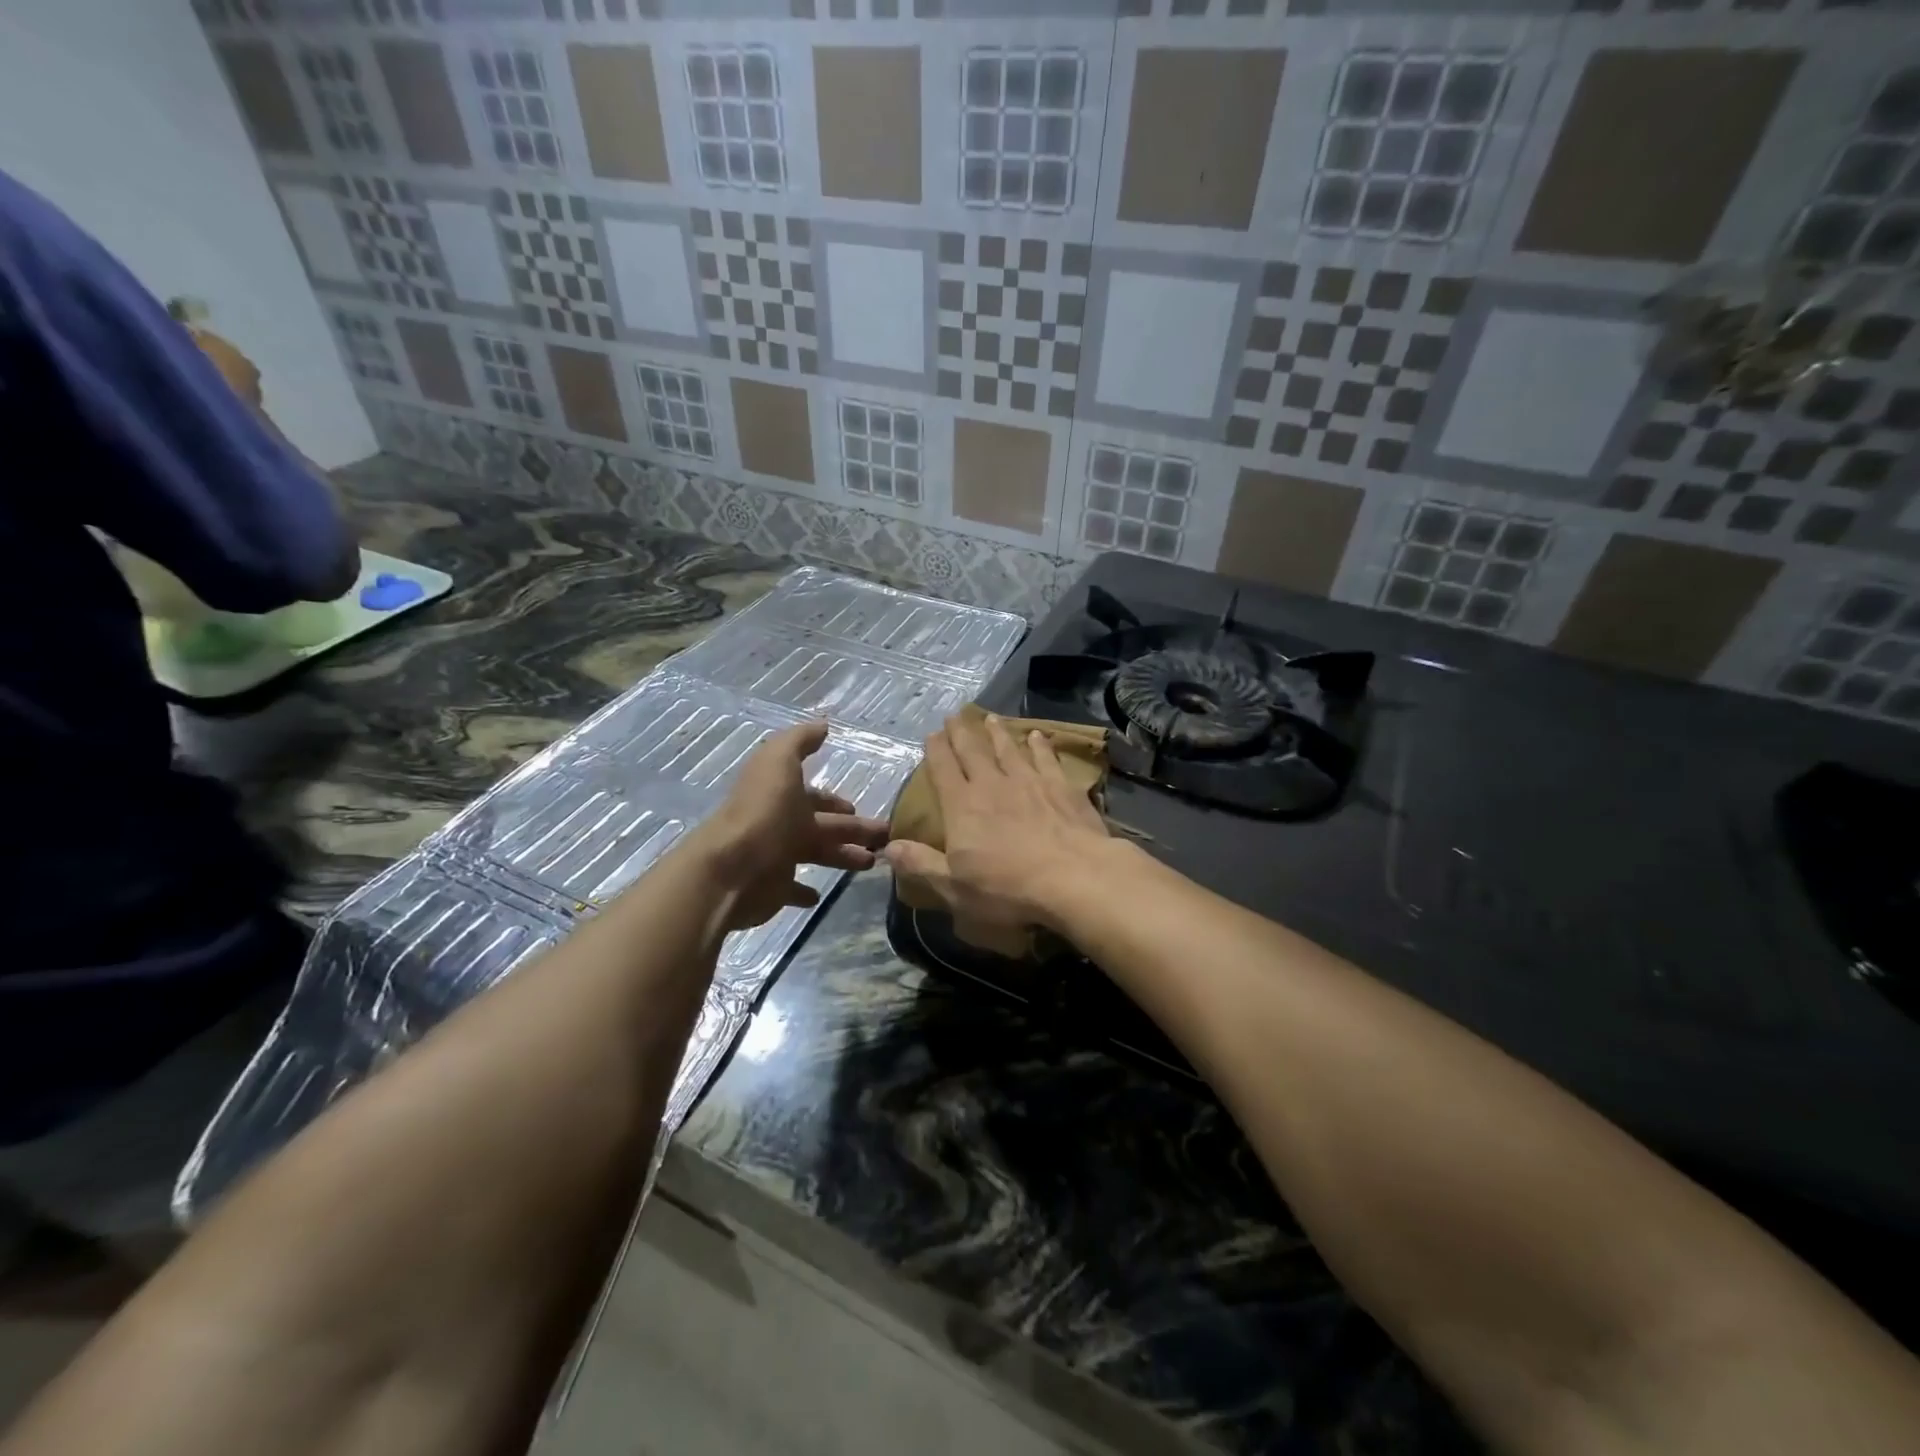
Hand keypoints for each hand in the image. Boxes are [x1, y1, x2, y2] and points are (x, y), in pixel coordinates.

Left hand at [693, 721, 890, 930]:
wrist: (732, 867)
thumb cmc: (762, 812)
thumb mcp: (779, 761)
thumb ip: (799, 741)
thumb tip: (822, 725)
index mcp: (784, 796)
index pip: (815, 797)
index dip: (835, 801)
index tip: (858, 806)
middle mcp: (781, 825)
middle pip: (824, 826)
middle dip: (853, 829)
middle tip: (884, 838)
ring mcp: (777, 858)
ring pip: (819, 855)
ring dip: (844, 856)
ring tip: (872, 862)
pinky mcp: (774, 889)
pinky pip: (793, 889)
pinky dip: (805, 891)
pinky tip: (821, 894)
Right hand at [885, 712, 1115, 935]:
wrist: (1073, 877)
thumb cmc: (1008, 888)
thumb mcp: (954, 887)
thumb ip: (921, 864)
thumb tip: (889, 847)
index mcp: (962, 807)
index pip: (943, 770)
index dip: (936, 751)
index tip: (931, 734)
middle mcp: (992, 785)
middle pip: (972, 752)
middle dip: (961, 733)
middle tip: (954, 716)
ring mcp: (1029, 781)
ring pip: (1008, 749)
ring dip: (997, 733)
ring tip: (990, 719)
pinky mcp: (1061, 787)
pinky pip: (1046, 758)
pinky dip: (1039, 745)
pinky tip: (1038, 736)